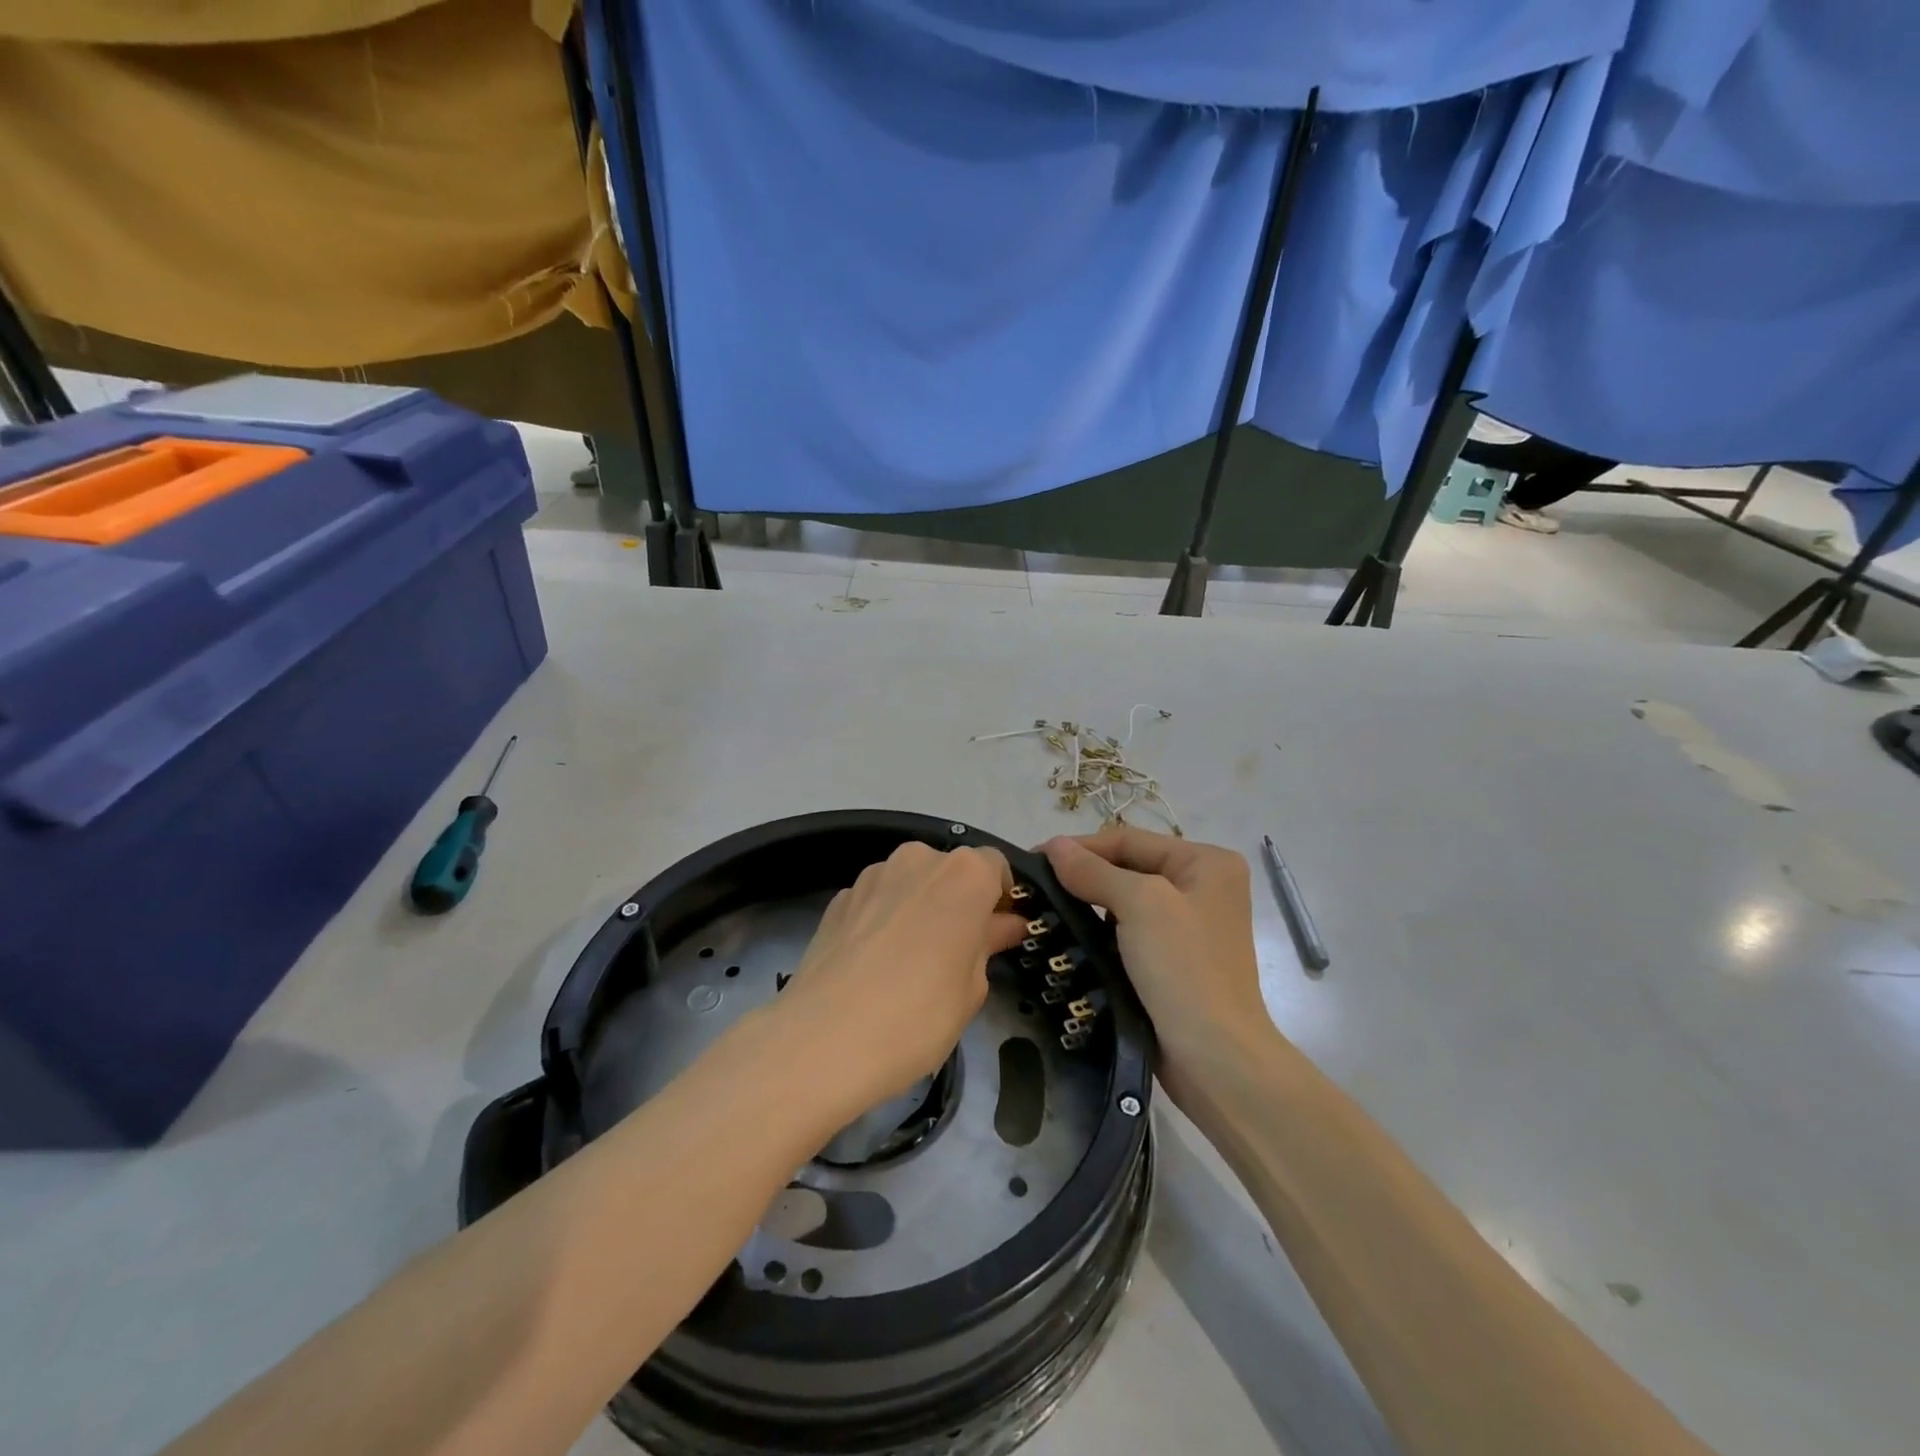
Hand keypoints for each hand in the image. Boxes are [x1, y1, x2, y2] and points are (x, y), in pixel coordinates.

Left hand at [771, 841, 1027, 1126]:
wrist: (823, 1039)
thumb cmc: (918, 1015)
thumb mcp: (972, 988)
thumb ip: (989, 944)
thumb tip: (1004, 924)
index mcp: (964, 874)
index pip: (996, 867)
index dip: (1001, 899)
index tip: (998, 934)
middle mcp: (919, 859)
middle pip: (951, 871)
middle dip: (959, 902)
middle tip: (958, 953)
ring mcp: (872, 875)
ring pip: (911, 883)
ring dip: (920, 908)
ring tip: (912, 962)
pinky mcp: (839, 898)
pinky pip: (877, 900)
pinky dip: (885, 919)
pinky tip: (876, 964)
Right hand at [1043, 826, 1277, 1107]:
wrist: (1216, 1058)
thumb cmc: (1184, 968)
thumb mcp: (1140, 905)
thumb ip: (1094, 870)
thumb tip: (1054, 845)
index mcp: (1206, 862)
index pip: (1130, 840)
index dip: (1081, 846)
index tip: (1034, 858)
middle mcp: (1203, 886)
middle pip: (1129, 867)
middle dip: (1084, 875)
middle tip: (1035, 885)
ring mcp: (1190, 925)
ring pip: (1126, 901)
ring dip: (1089, 903)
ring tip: (1045, 908)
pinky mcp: (1174, 959)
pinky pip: (1130, 931)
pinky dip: (1101, 931)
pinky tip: (1070, 935)